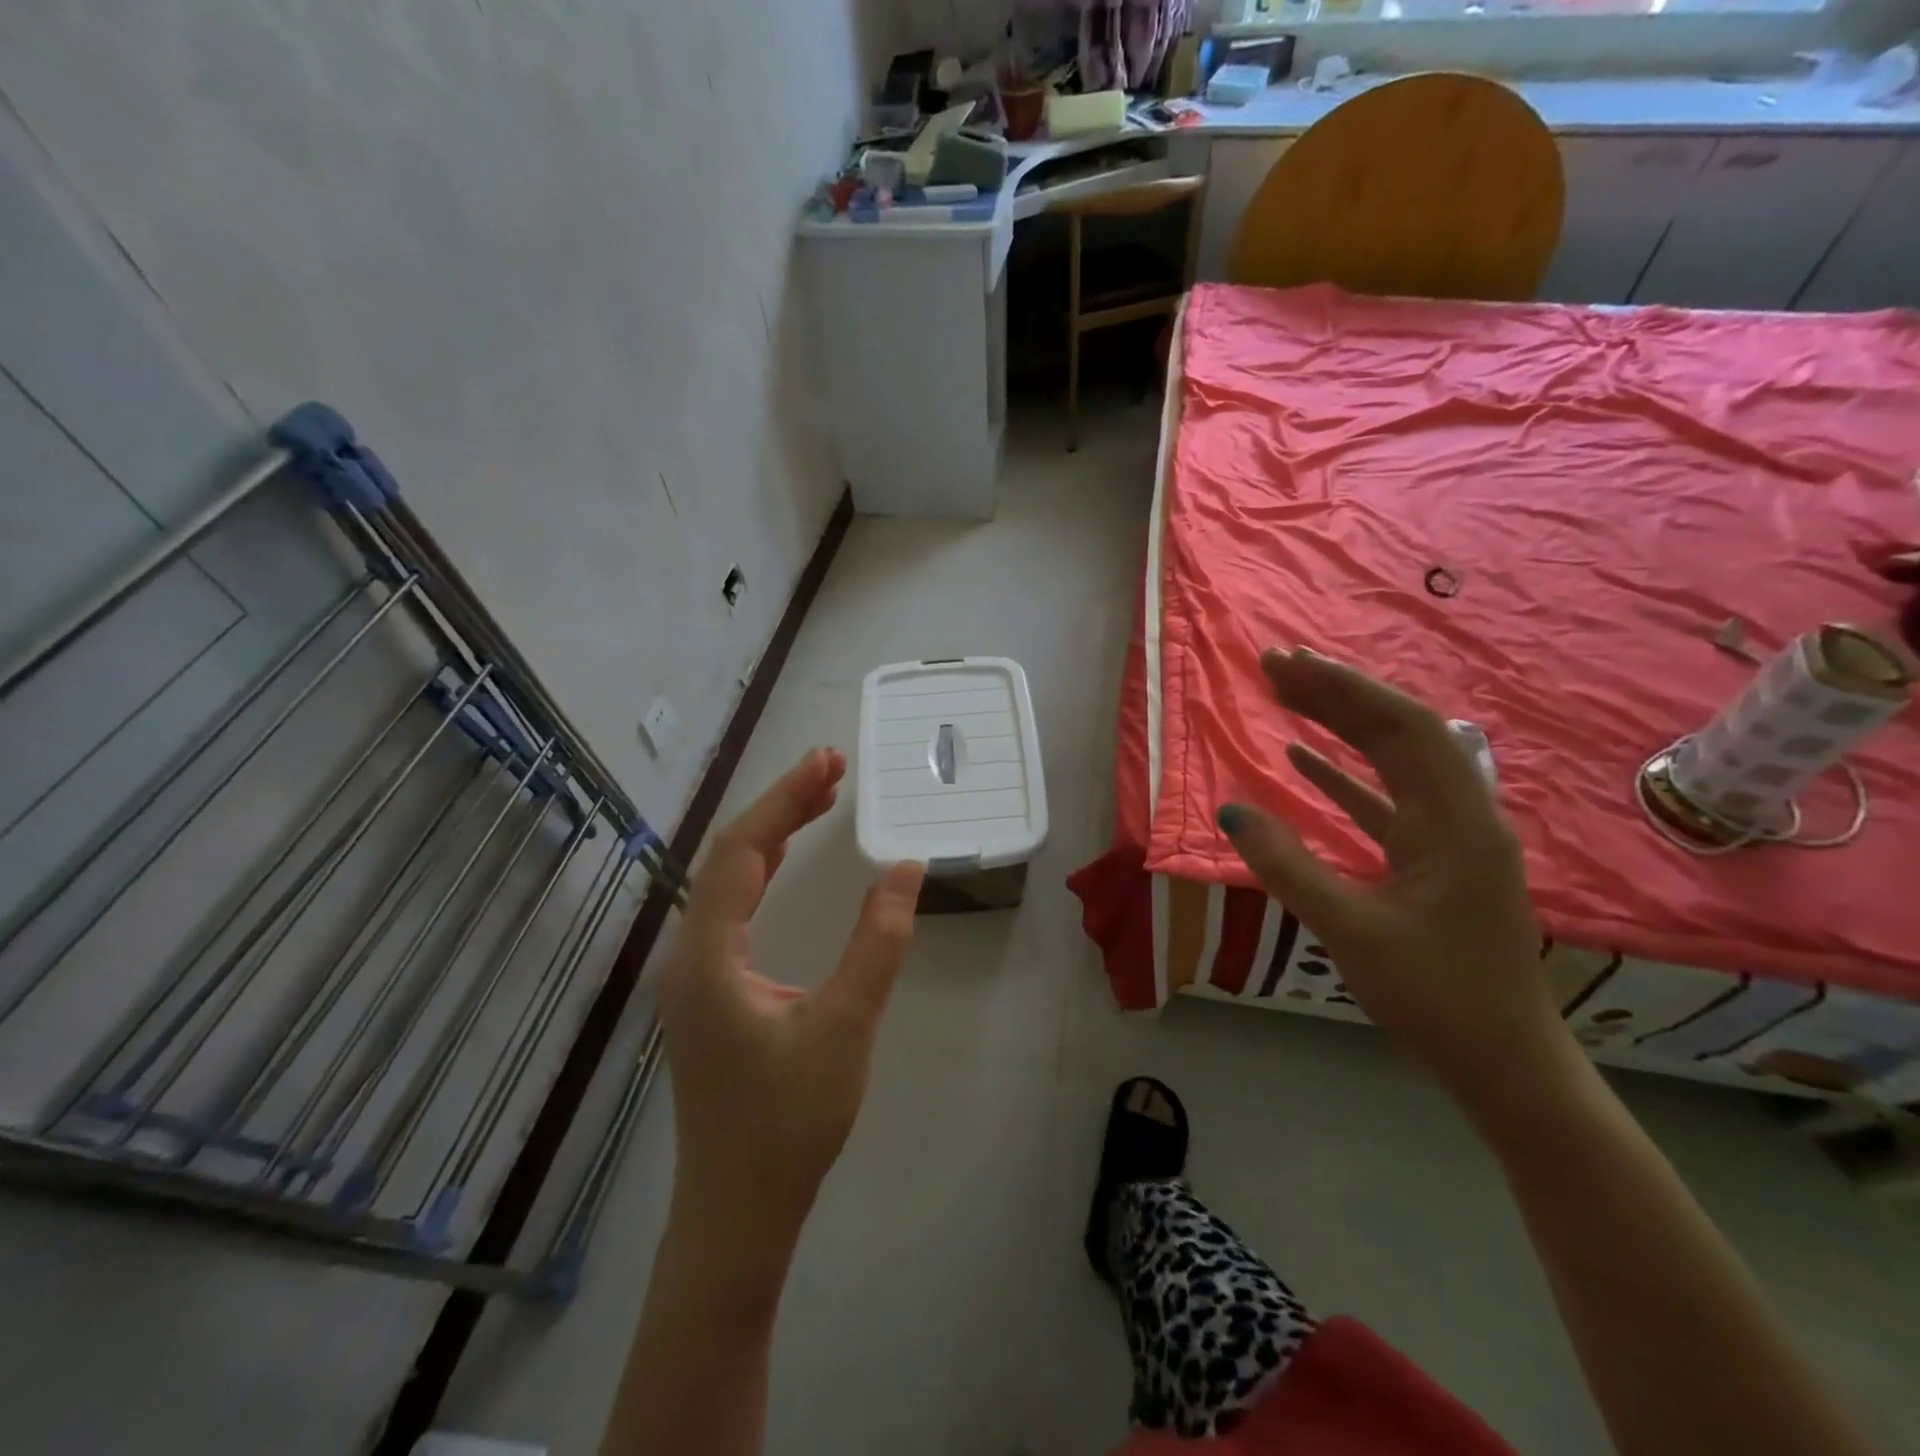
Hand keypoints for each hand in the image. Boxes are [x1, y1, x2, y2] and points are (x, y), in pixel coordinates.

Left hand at [659, 748, 924, 1246]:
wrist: (738, 1213)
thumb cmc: (789, 1123)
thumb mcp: (845, 1026)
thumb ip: (878, 943)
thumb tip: (906, 869)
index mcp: (709, 954)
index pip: (742, 850)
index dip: (785, 799)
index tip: (829, 760)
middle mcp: (690, 954)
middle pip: (730, 856)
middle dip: (780, 805)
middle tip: (831, 768)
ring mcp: (696, 974)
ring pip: (728, 880)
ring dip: (772, 834)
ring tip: (818, 797)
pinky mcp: (711, 992)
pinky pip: (733, 909)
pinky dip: (763, 871)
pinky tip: (785, 860)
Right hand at [1216, 647, 1569, 1105]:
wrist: (1505, 1063)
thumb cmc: (1435, 998)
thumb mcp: (1350, 931)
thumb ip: (1288, 867)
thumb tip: (1231, 811)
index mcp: (1455, 823)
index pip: (1401, 728)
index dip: (1343, 689)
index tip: (1286, 665)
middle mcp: (1460, 814)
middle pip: (1398, 732)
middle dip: (1337, 694)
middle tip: (1274, 667)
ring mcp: (1449, 837)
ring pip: (1392, 761)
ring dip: (1340, 726)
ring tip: (1285, 696)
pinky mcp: (1432, 860)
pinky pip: (1385, 800)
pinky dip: (1343, 775)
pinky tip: (1301, 760)